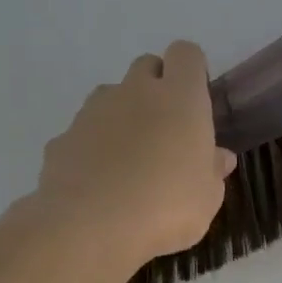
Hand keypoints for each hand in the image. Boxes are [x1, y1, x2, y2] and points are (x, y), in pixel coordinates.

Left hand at [17, 42, 234, 271]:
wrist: (88, 228)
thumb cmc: (166, 206)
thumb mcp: (207, 197)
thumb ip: (213, 171)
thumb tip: (219, 157)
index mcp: (180, 98)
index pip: (186, 54)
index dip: (191, 70)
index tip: (196, 98)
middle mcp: (136, 92)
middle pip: (146, 66)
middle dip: (156, 86)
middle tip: (166, 128)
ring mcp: (93, 112)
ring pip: (111, 95)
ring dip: (123, 114)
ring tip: (130, 157)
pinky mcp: (62, 138)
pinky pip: (83, 131)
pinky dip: (93, 146)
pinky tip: (99, 182)